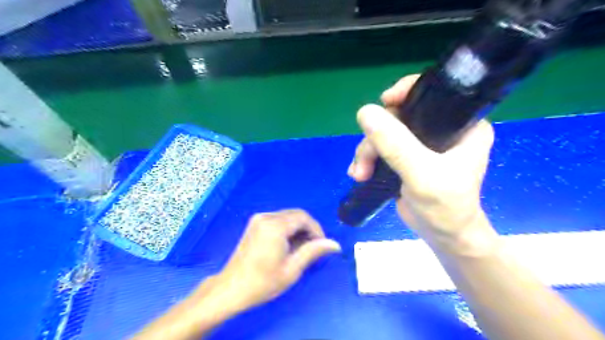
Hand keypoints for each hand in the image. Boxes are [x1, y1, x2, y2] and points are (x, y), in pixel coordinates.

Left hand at [206, 210, 342, 312]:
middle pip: (296, 214)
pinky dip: (288, 228)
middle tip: (313, 248)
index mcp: (275, 226)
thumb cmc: (262, 282)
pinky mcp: (255, 223)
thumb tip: (335, 244)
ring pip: (288, 216)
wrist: (230, 289)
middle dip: (308, 228)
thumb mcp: (292, 269)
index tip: (321, 245)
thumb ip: (313, 252)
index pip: (304, 218)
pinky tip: (288, 244)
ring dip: (298, 228)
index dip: (317, 229)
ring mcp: (258, 218)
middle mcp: (266, 216)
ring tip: (301, 248)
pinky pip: (278, 219)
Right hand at [351, 75, 496, 251]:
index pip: (433, 94)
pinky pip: (380, 147)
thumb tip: (365, 112)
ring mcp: (421, 144)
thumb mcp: (421, 174)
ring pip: (385, 133)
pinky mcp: (406, 157)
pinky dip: (367, 158)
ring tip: (359, 173)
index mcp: (462, 124)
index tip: (384, 102)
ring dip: (366, 152)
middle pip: (399, 116)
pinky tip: (359, 173)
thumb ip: (395, 144)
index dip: (406, 93)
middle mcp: (442, 129)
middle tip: (364, 161)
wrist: (442, 237)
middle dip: (376, 137)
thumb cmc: (445, 207)